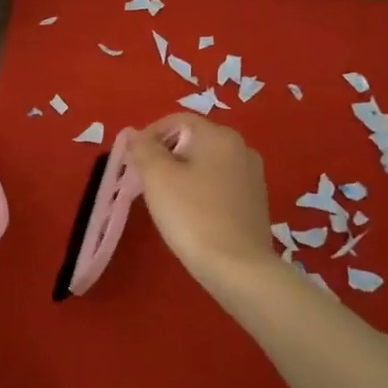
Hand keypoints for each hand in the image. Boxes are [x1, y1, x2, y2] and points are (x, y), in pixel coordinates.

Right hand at [127, 115, 279, 290]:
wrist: (238, 268)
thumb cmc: (193, 216)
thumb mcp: (157, 177)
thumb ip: (143, 149)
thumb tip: (135, 135)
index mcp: (219, 136)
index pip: (177, 120)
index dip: (149, 134)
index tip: (132, 160)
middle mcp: (241, 148)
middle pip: (193, 140)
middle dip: (165, 155)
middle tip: (143, 181)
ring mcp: (252, 176)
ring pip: (206, 163)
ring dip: (182, 174)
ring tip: (164, 200)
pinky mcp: (255, 202)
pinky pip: (220, 184)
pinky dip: (200, 190)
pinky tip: (190, 214)